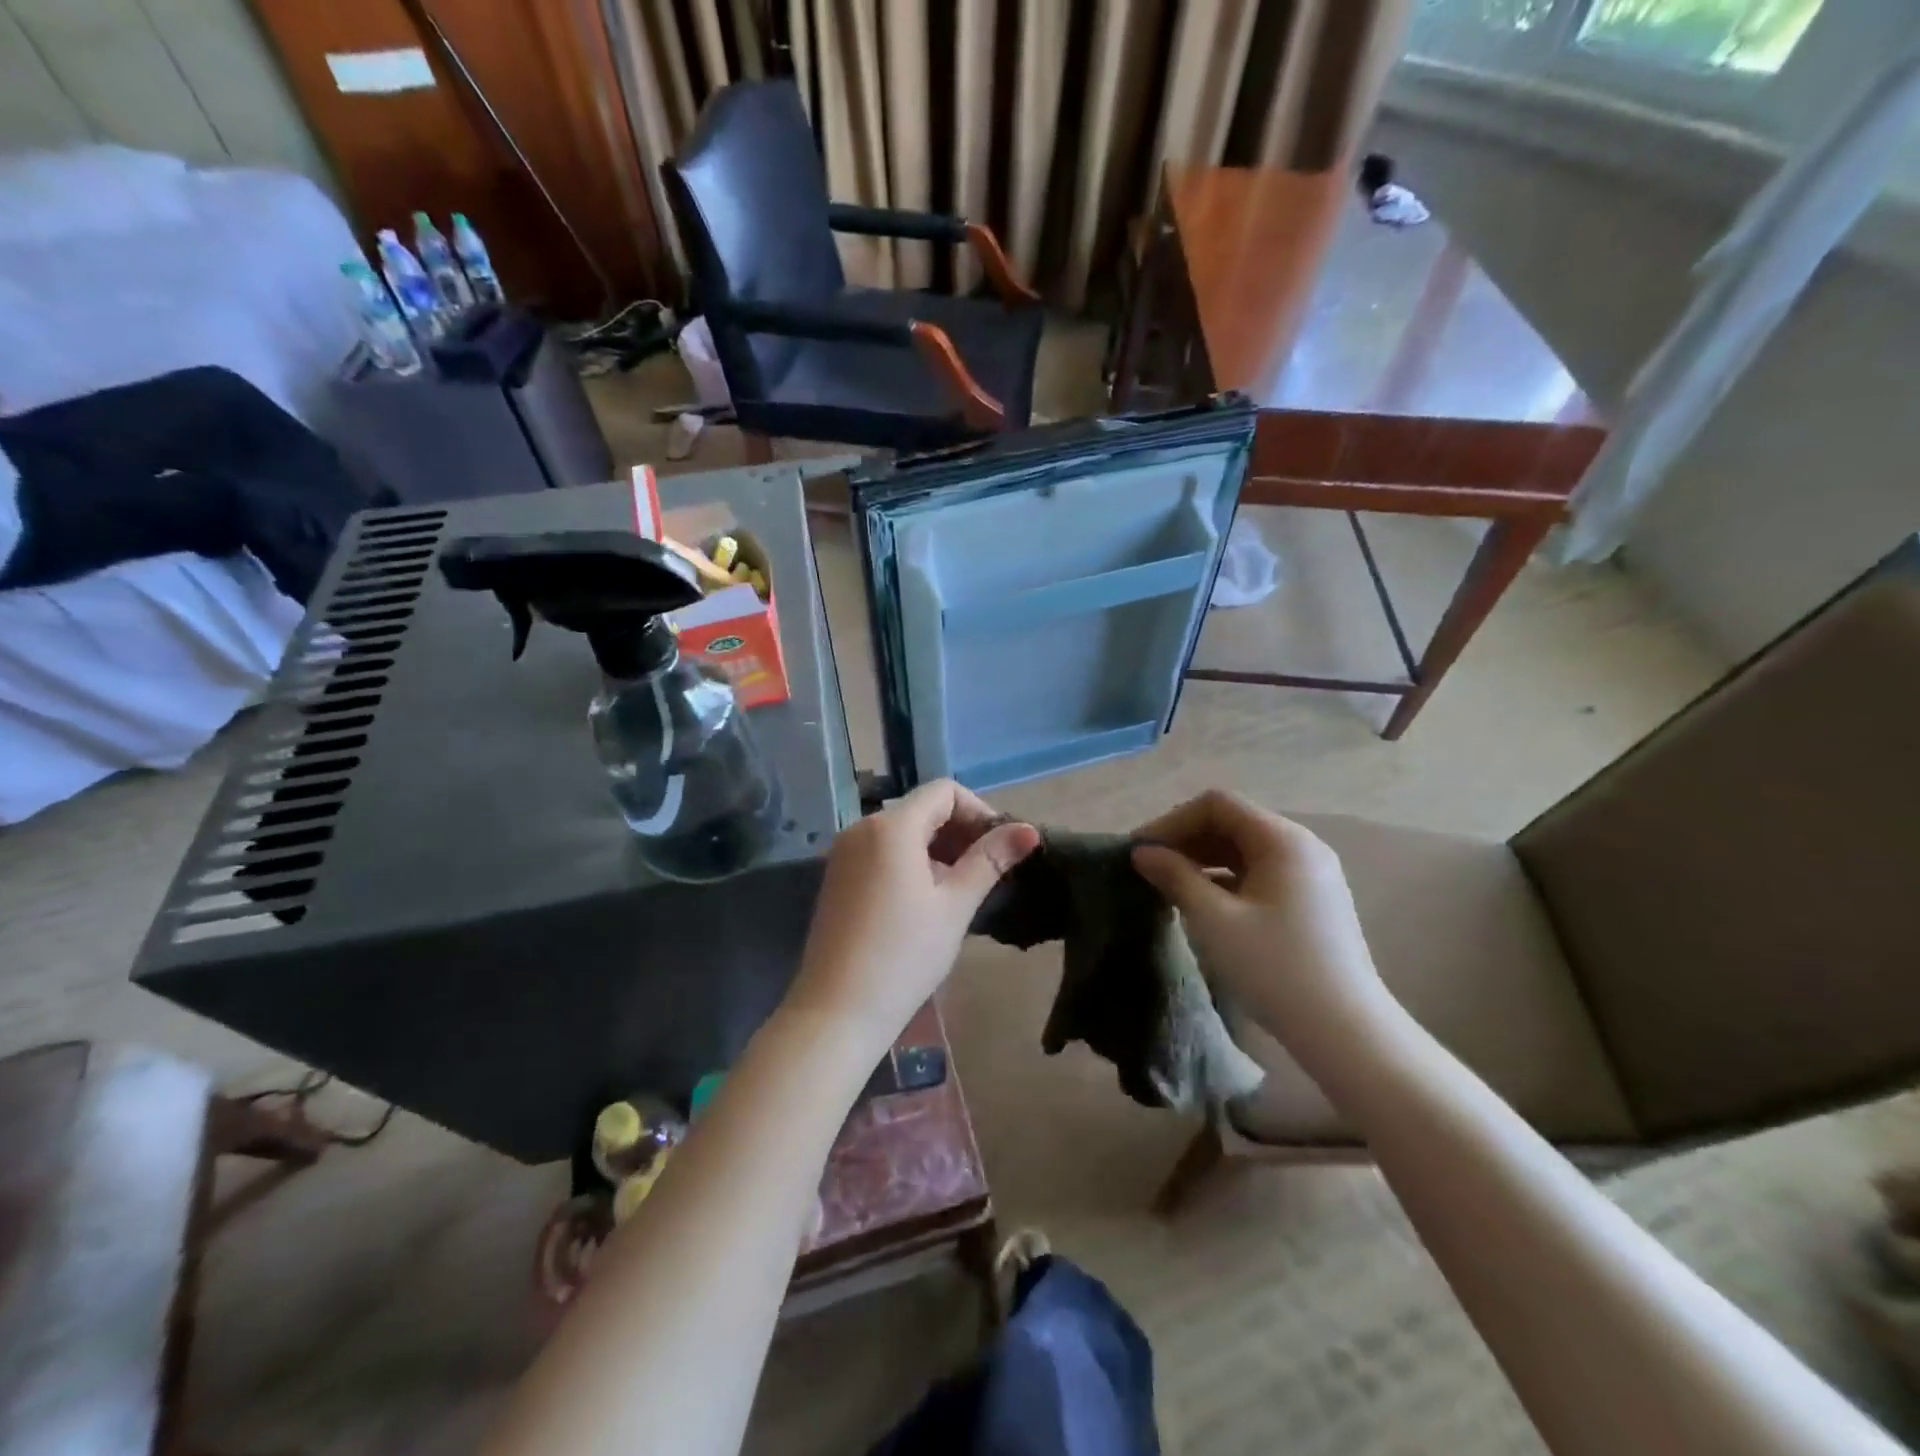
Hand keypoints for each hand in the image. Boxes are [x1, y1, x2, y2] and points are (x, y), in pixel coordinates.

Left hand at [785, 780, 1039, 1052]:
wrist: (835, 1011)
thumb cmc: (903, 956)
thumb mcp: (954, 906)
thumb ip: (990, 860)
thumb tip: (1030, 830)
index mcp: (891, 826)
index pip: (944, 791)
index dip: (979, 811)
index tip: (999, 849)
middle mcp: (861, 828)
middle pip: (922, 809)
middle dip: (959, 831)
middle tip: (987, 872)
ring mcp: (844, 852)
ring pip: (902, 831)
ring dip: (937, 848)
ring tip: (960, 890)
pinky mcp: (836, 877)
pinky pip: (881, 852)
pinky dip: (910, 861)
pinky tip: (925, 900)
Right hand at [1130, 790, 1392, 1060]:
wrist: (1347, 1034)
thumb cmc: (1276, 969)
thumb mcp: (1215, 920)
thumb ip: (1175, 877)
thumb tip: (1142, 852)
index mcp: (1283, 840)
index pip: (1217, 805)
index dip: (1172, 821)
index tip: (1140, 851)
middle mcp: (1301, 846)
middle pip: (1232, 822)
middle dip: (1185, 839)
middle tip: (1148, 868)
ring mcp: (1310, 874)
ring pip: (1244, 849)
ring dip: (1202, 859)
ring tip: (1168, 885)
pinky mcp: (1310, 901)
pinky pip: (1258, 873)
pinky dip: (1225, 878)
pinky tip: (1201, 902)